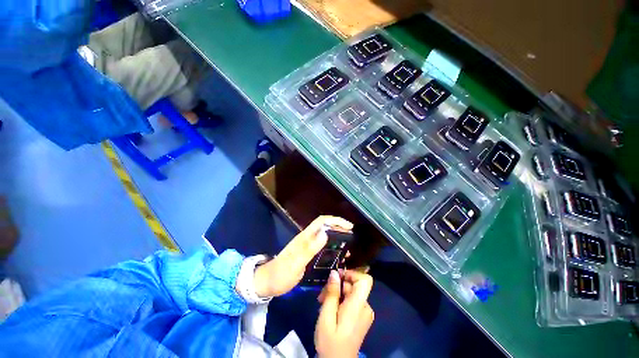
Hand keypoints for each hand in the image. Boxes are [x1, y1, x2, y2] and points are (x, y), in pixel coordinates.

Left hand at [253, 216, 352, 297]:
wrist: (267, 283)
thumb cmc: (281, 273)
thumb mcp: (296, 262)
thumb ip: (310, 248)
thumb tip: (326, 232)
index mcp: (305, 237)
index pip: (322, 221)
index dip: (335, 220)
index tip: (349, 226)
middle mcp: (307, 238)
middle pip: (325, 227)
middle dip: (339, 228)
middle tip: (351, 237)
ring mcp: (307, 246)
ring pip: (324, 236)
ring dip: (336, 238)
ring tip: (347, 248)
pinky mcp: (307, 254)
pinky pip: (322, 247)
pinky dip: (331, 248)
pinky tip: (337, 256)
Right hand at [315, 270, 374, 357]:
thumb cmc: (330, 342)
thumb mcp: (326, 317)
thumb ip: (332, 293)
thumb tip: (335, 273)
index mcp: (358, 306)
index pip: (365, 280)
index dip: (353, 274)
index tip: (337, 277)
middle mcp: (365, 307)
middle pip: (354, 286)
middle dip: (337, 286)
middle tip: (322, 295)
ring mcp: (364, 313)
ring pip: (351, 293)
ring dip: (337, 294)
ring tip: (323, 303)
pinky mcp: (361, 318)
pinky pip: (352, 301)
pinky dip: (341, 300)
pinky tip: (330, 309)